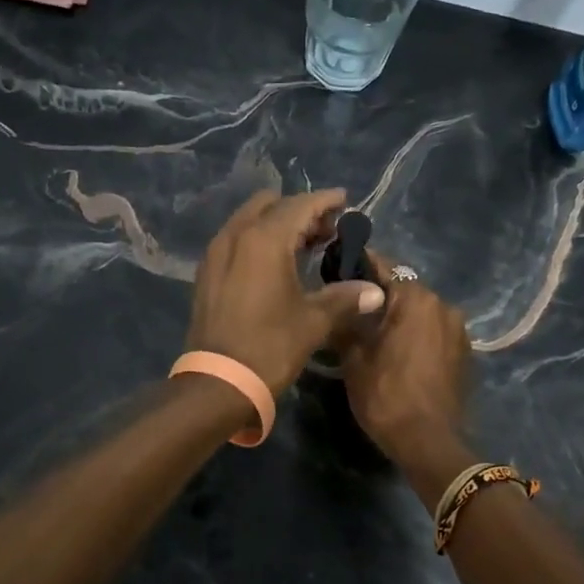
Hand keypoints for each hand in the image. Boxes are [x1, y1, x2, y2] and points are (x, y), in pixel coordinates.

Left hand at [186, 189, 385, 394]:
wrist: (219, 383)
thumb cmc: (270, 346)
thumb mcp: (314, 321)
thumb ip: (345, 298)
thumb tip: (376, 292)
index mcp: (264, 240)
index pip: (300, 206)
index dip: (325, 201)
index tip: (344, 200)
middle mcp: (236, 236)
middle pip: (271, 206)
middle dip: (300, 210)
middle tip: (326, 229)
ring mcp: (216, 254)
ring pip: (250, 220)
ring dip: (277, 224)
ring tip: (305, 245)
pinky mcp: (207, 273)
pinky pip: (236, 240)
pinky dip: (257, 240)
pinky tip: (276, 263)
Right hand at [338, 250, 473, 463]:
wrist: (429, 442)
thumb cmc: (387, 395)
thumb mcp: (353, 359)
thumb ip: (346, 322)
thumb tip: (336, 302)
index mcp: (416, 298)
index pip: (384, 266)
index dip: (359, 265)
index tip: (337, 269)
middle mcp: (443, 305)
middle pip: (404, 289)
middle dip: (379, 295)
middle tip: (350, 307)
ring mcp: (458, 330)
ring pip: (421, 311)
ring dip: (399, 316)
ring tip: (372, 332)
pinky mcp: (464, 353)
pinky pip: (434, 331)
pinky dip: (416, 334)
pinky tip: (397, 351)